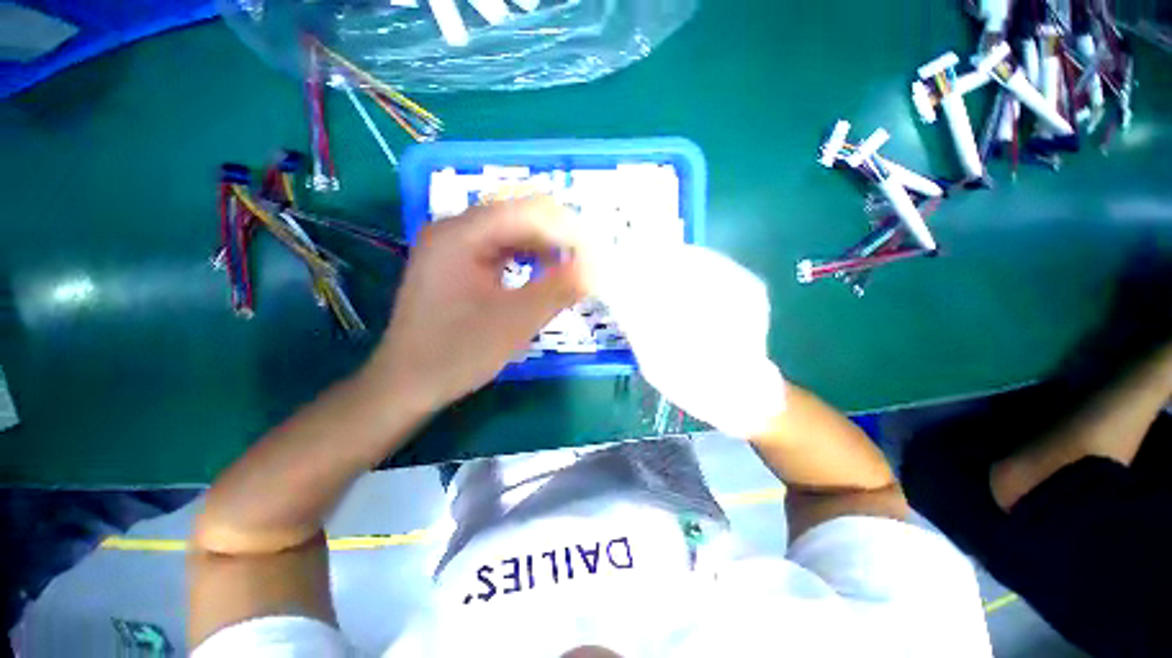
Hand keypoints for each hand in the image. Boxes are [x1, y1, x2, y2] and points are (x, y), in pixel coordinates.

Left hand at [368, 197, 585, 413]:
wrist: (408, 384)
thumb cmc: (457, 354)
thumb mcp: (515, 322)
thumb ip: (559, 290)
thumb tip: (597, 267)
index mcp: (461, 234)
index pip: (528, 212)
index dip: (568, 231)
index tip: (596, 258)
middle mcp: (454, 229)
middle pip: (520, 216)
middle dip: (559, 238)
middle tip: (588, 266)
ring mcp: (454, 245)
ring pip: (513, 232)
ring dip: (546, 248)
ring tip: (571, 271)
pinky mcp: (458, 263)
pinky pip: (502, 250)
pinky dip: (529, 259)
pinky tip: (544, 275)